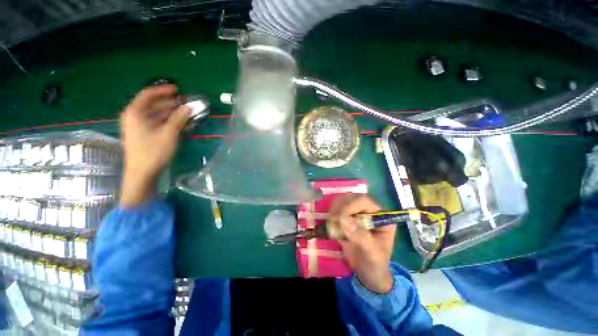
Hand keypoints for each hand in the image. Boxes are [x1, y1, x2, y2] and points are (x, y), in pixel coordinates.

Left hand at [119, 85, 190, 207]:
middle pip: (153, 104)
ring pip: (157, 114)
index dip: (163, 90)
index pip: (148, 94)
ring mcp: (139, 126)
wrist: (142, 173)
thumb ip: (179, 118)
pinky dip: (168, 122)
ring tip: (187, 114)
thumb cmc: (153, 151)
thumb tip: (190, 106)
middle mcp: (135, 116)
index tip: (178, 90)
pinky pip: (157, 123)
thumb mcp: (169, 133)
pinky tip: (181, 124)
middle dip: (171, 103)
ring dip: (172, 113)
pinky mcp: (143, 134)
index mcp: (136, 112)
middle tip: (187, 104)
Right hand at [329, 194, 395, 292]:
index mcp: (381, 216)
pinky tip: (332, 225)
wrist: (368, 273)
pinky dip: (331, 214)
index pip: (364, 201)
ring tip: (332, 224)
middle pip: (351, 198)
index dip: (350, 205)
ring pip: (342, 201)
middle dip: (340, 207)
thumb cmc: (375, 264)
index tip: (339, 217)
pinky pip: (336, 209)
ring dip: (334, 210)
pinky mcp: (347, 217)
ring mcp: (357, 212)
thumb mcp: (372, 254)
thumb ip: (361, 237)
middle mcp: (369, 210)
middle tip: (333, 220)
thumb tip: (343, 219)